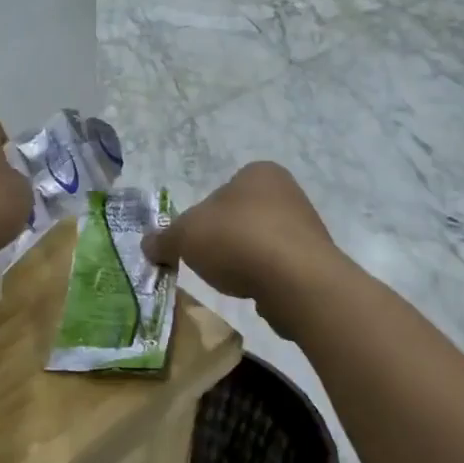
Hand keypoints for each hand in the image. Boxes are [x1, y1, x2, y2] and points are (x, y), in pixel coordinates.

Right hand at [144, 163, 340, 335]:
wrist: (296, 280)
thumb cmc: (237, 240)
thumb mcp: (185, 235)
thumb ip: (163, 238)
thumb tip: (148, 245)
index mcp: (258, 172)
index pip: (221, 190)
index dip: (202, 217)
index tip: (195, 241)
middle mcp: (287, 192)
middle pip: (241, 217)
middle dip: (223, 240)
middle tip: (208, 262)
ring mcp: (306, 226)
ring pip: (260, 242)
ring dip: (245, 259)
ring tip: (232, 280)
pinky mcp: (315, 260)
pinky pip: (279, 267)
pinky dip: (264, 277)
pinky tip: (255, 290)